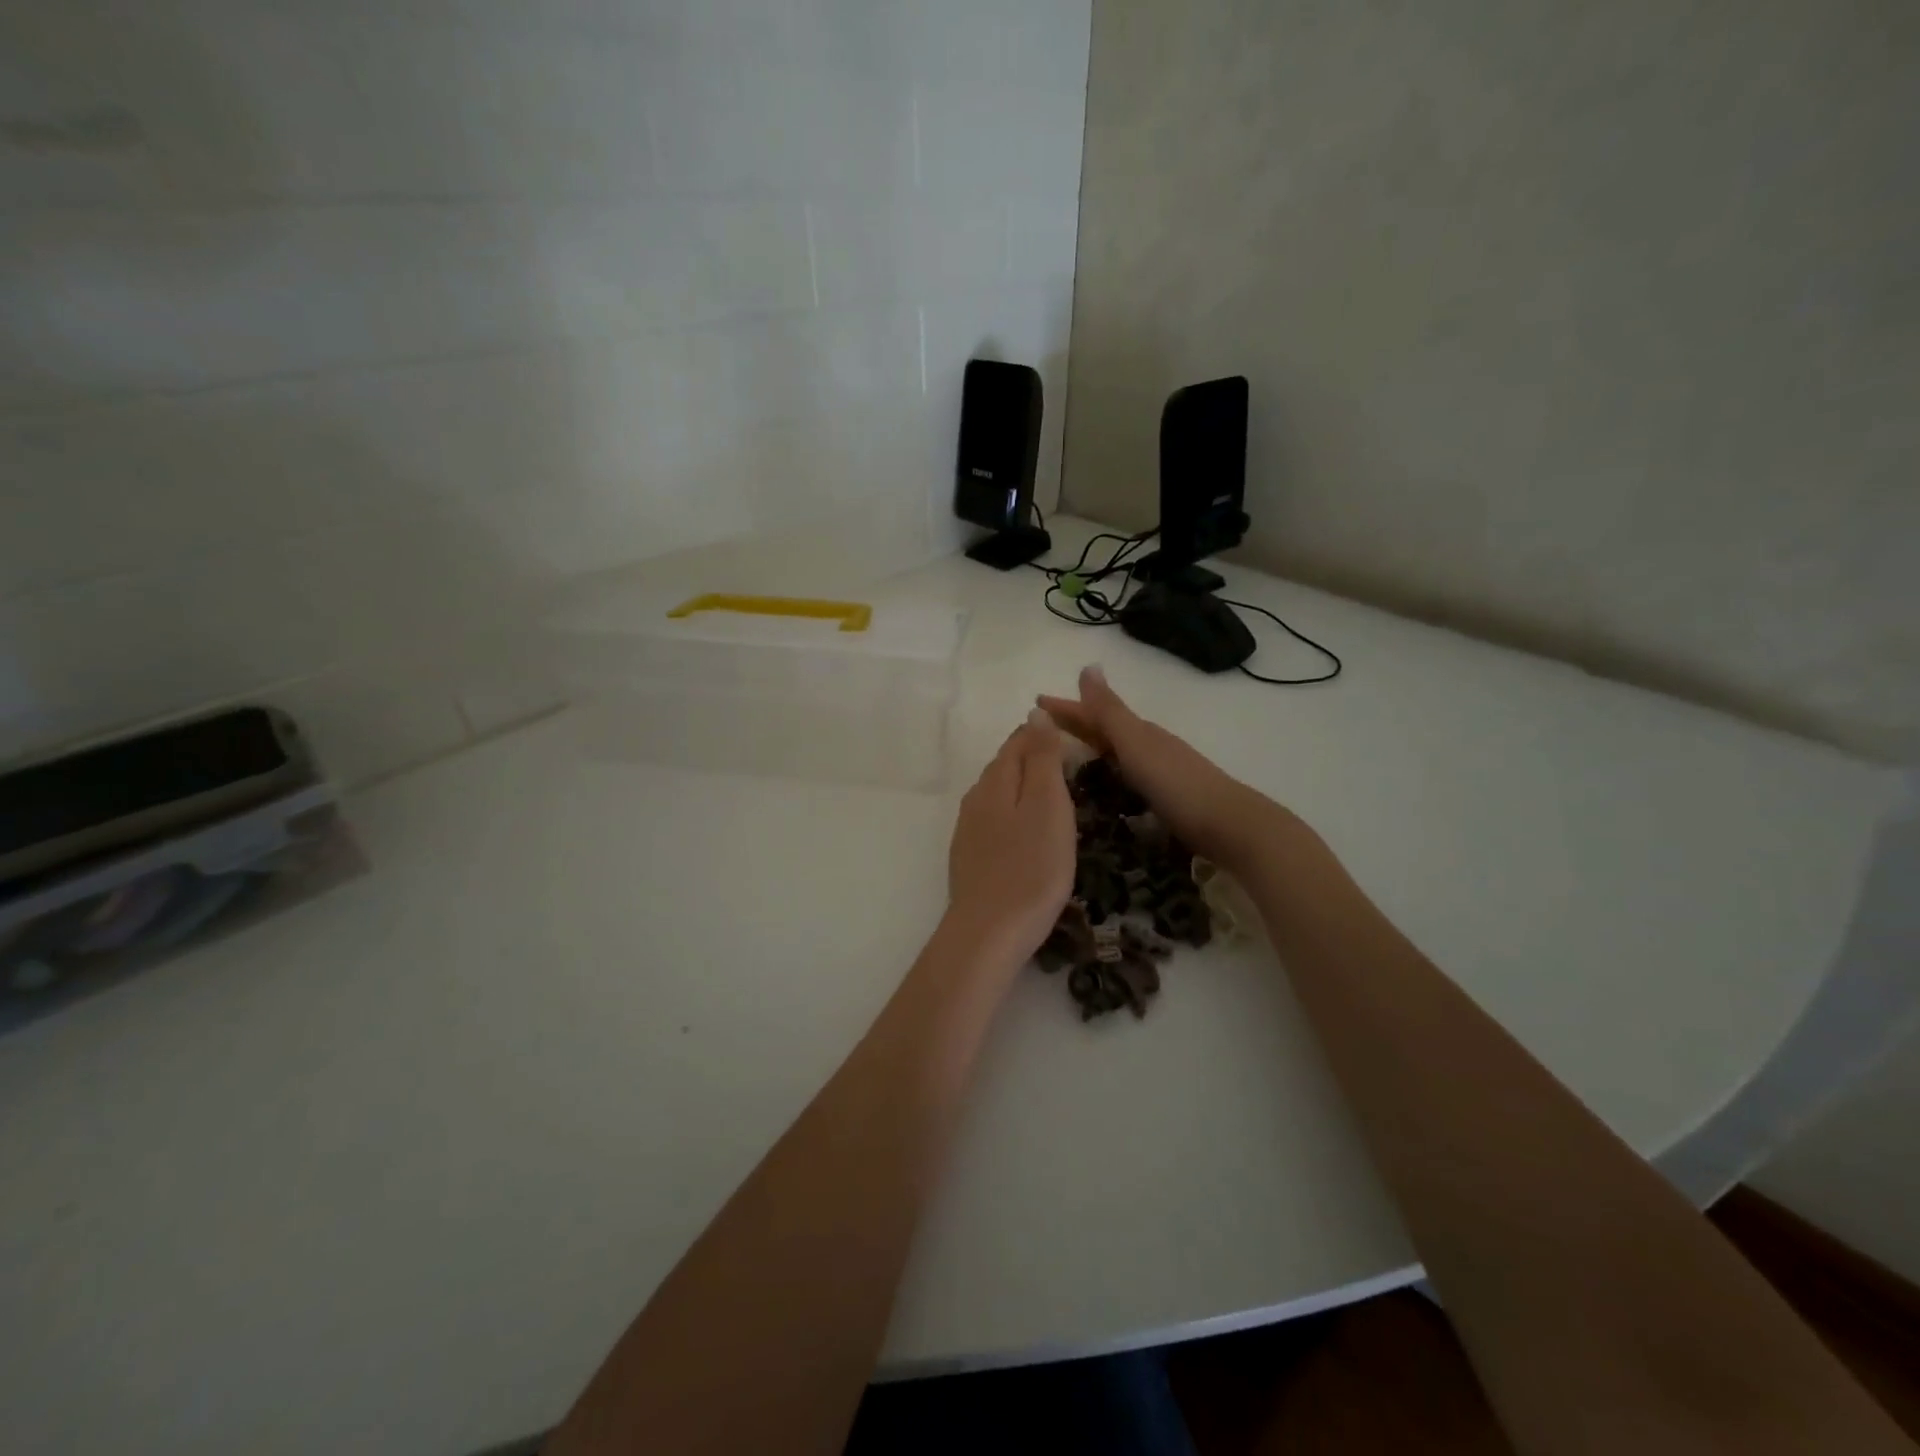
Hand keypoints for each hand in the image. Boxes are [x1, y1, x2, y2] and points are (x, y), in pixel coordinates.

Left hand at [944, 710, 1076, 969]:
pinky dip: (1014, 815)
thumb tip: (1035, 711)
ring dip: (1023, 788)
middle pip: (1005, 766)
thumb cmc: (1031, 867)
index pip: (1019, 741)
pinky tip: (1027, 833)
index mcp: (995, 781)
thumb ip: (1042, 758)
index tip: (1075, 740)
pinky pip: (994, 821)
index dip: (1045, 734)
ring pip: (998, 794)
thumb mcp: (1047, 805)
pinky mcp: (969, 857)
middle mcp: (975, 798)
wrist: (989, 933)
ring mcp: (968, 830)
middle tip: (1070, 766)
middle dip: (1034, 758)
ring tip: (1054, 797)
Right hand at [1038, 665, 1280, 870]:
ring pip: (1116, 752)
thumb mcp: (1136, 744)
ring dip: (1091, 748)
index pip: (1094, 714)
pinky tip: (1104, 786)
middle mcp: (1149, 746)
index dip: (1065, 708)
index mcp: (1139, 732)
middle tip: (1040, 728)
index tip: (1034, 703)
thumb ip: (1110, 711)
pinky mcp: (1166, 797)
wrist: (1228, 825)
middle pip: (1105, 730)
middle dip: (1075, 725)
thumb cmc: (1176, 783)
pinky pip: (1126, 775)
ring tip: (1065, 755)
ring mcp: (1160, 771)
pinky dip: (1108, 772)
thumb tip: (1088, 666)